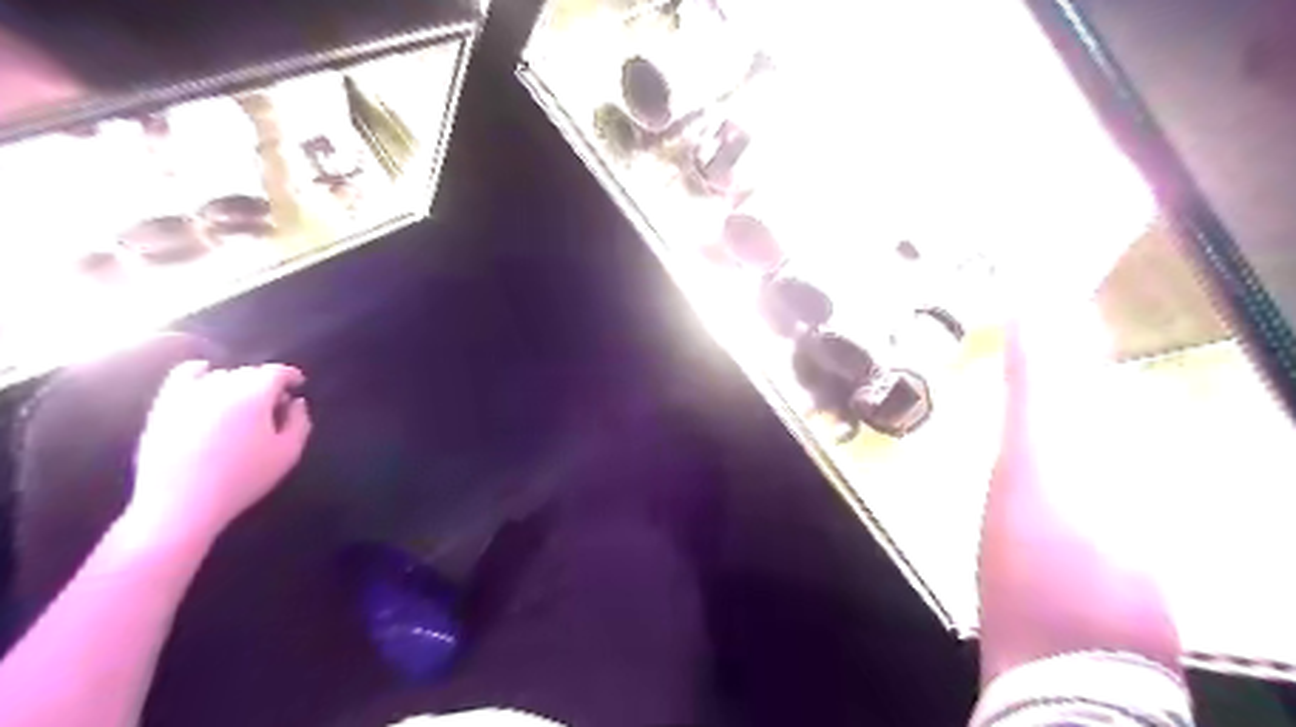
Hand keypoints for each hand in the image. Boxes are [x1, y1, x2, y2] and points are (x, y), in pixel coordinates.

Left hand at [128, 363, 314, 543]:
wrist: (182, 504)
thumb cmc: (243, 479)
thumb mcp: (287, 453)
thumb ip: (300, 422)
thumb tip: (296, 402)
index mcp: (254, 396)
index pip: (276, 372)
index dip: (291, 376)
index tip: (298, 385)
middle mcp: (221, 387)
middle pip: (249, 372)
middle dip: (266, 383)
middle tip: (274, 404)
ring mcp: (189, 395)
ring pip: (220, 375)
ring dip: (237, 383)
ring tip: (243, 403)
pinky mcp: (164, 406)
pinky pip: (182, 375)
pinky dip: (198, 372)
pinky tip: (205, 378)